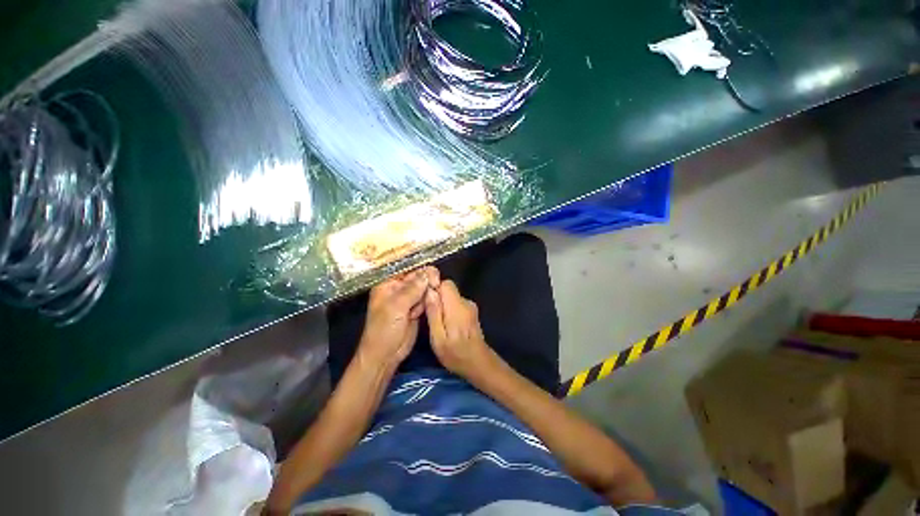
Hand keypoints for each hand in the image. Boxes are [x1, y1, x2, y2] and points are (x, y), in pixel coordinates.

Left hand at [357, 267, 438, 368]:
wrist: (385, 356)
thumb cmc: (384, 330)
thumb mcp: (396, 307)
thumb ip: (412, 289)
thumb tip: (427, 273)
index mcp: (388, 285)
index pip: (406, 270)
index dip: (420, 270)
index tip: (433, 274)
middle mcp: (398, 289)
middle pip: (418, 277)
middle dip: (427, 282)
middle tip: (435, 286)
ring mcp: (408, 300)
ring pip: (424, 288)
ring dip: (428, 293)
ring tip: (423, 305)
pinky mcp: (416, 309)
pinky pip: (426, 300)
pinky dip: (429, 302)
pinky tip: (425, 309)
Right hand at [425, 280, 495, 379]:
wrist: (479, 364)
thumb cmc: (455, 354)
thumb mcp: (438, 337)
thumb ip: (434, 313)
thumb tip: (429, 292)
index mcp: (457, 307)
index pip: (445, 284)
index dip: (434, 289)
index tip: (426, 301)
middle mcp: (466, 302)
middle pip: (448, 290)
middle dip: (437, 298)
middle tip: (429, 316)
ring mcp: (470, 307)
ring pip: (451, 297)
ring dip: (442, 306)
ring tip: (437, 324)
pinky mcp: (471, 312)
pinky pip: (456, 304)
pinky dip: (449, 310)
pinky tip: (447, 326)